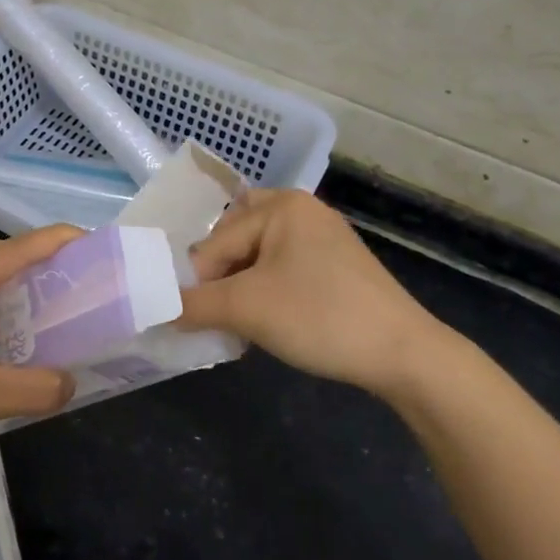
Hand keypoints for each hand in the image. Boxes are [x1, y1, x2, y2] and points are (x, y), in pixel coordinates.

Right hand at [179, 190, 468, 399]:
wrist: (404, 354)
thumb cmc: (320, 316)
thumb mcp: (247, 310)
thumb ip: (192, 305)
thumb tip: (154, 308)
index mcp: (281, 205)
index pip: (215, 242)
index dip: (198, 283)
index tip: (189, 319)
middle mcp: (301, 210)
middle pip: (235, 241)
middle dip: (219, 280)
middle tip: (214, 316)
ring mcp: (322, 237)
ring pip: (258, 258)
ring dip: (241, 289)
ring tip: (239, 325)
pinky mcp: (336, 265)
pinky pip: (283, 270)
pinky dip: (266, 292)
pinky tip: (268, 323)